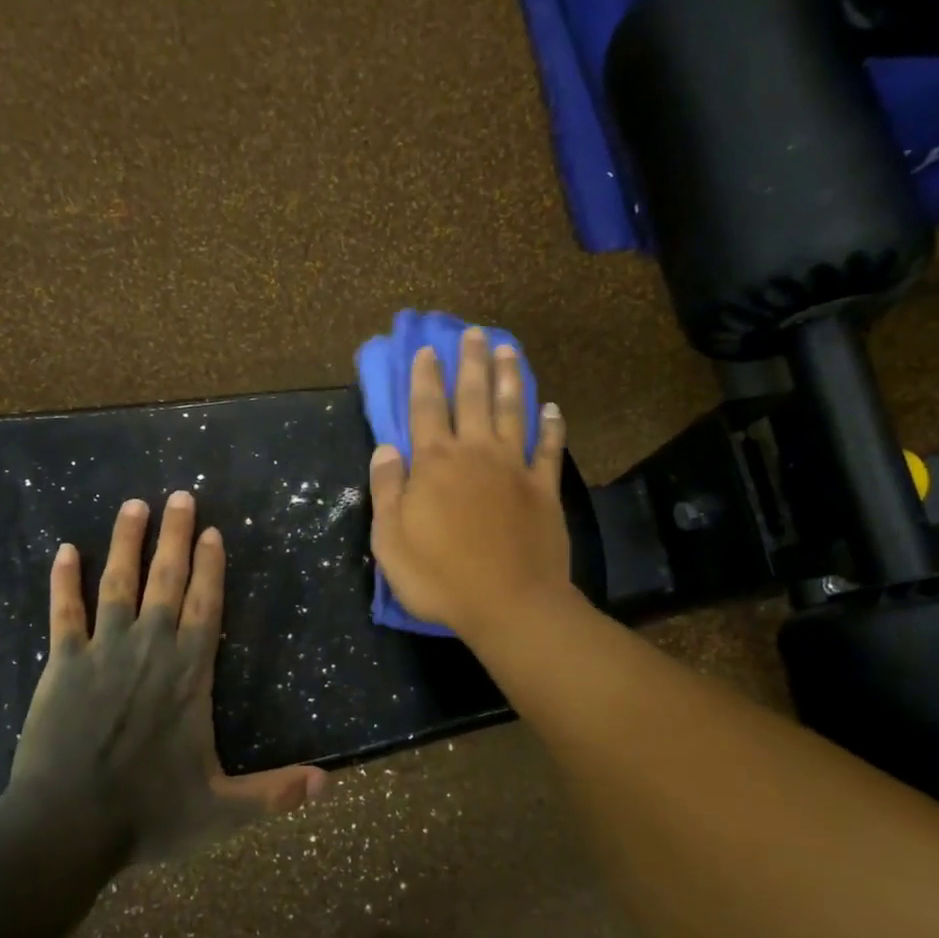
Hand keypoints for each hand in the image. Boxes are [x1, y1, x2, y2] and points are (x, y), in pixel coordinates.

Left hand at [2, 493, 327, 863]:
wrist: (66, 827)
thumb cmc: (148, 814)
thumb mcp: (222, 810)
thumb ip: (275, 793)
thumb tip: (328, 783)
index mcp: (189, 674)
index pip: (206, 606)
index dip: (211, 566)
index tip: (212, 531)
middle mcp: (151, 649)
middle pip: (167, 580)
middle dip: (175, 536)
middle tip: (180, 496)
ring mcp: (103, 652)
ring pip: (118, 583)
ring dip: (126, 542)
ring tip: (133, 506)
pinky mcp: (63, 665)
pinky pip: (64, 612)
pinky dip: (64, 581)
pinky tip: (65, 551)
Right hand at [368, 326, 571, 642]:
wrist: (509, 604)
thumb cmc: (439, 577)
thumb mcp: (391, 540)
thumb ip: (386, 490)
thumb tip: (386, 448)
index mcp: (435, 463)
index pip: (426, 408)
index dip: (425, 377)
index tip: (427, 350)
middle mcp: (476, 453)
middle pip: (473, 397)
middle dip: (471, 363)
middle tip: (474, 333)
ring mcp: (514, 468)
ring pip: (512, 412)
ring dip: (509, 379)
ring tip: (507, 349)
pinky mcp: (544, 489)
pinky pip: (548, 449)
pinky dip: (551, 426)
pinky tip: (552, 409)